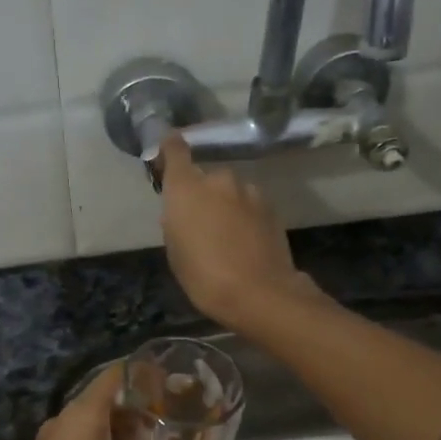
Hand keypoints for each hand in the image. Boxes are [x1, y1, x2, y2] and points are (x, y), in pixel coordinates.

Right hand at [156, 133, 319, 329]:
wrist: (259, 293)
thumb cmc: (204, 276)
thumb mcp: (176, 252)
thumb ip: (176, 222)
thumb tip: (183, 213)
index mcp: (186, 188)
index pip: (176, 150)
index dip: (171, 147)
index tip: (168, 148)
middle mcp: (218, 180)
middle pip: (206, 179)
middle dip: (202, 194)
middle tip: (200, 224)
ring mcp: (249, 192)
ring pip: (231, 193)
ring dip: (227, 206)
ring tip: (227, 238)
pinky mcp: (271, 207)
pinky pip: (250, 206)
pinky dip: (246, 217)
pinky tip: (246, 243)